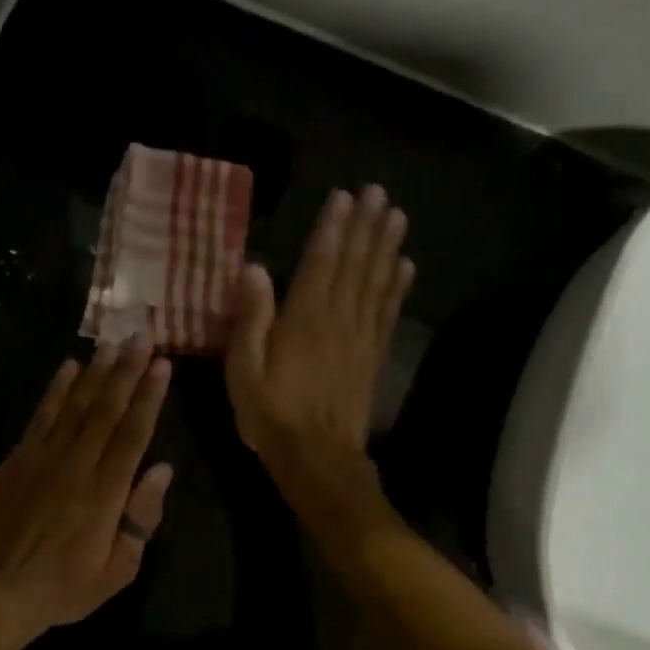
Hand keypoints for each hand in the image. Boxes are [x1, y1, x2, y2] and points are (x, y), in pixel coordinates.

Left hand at [0, 339, 173, 649]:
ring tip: (112, 343)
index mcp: (106, 493)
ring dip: (96, 372)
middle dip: (127, 371)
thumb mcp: (117, 570)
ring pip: (75, 405)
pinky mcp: (18, 459)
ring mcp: (43, 458)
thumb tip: (162, 470)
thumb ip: (142, 518)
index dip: (149, 396)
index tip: (162, 365)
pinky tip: (69, 368)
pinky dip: (56, 390)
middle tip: (142, 337)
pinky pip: (41, 416)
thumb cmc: (64, 587)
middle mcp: (77, 466)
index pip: (133, 434)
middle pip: (106, 410)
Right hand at [226, 186, 413, 499]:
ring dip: (386, 247)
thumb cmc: (271, 413)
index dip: (333, 228)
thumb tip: (253, 268)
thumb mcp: (244, 369)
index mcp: (304, 319)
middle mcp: (338, 319)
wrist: (317, 457)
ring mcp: (361, 337)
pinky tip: (404, 266)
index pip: (321, 262)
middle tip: (378, 192)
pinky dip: (397, 287)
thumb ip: (251, 317)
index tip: (344, 197)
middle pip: (355, 264)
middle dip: (366, 226)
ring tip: (396, 216)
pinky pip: (388, 312)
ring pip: (376, 282)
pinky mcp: (373, 356)